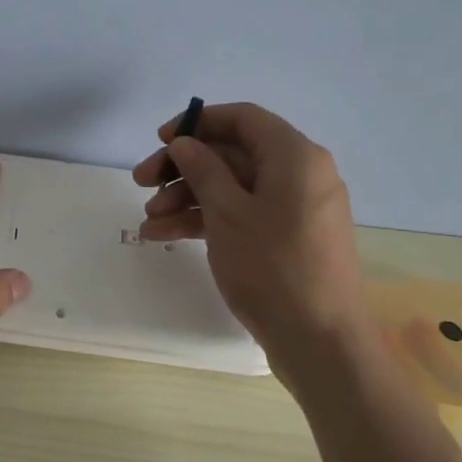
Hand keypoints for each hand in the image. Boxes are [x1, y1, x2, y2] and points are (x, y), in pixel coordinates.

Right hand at [133, 103, 368, 361]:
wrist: (321, 343)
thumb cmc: (272, 267)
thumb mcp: (227, 212)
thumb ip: (203, 169)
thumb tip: (185, 142)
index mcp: (295, 156)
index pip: (243, 118)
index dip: (197, 123)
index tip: (160, 140)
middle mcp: (300, 174)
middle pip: (233, 154)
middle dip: (183, 168)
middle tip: (141, 182)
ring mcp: (295, 209)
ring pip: (233, 188)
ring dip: (187, 198)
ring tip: (148, 222)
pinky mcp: (288, 239)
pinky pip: (243, 215)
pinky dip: (207, 220)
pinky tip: (165, 236)